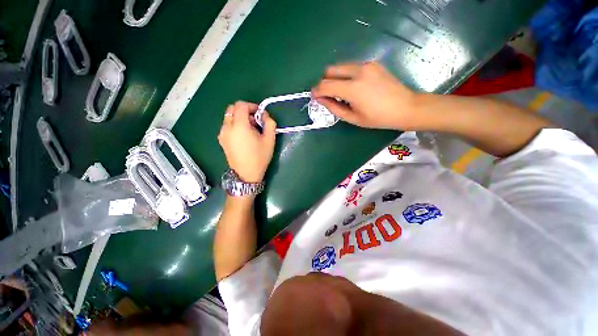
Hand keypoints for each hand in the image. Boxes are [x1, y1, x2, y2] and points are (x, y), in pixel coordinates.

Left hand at [218, 101, 276, 182]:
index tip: (259, 114)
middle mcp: (227, 127)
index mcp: (239, 126)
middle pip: (232, 108)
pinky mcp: (221, 140)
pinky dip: (235, 124)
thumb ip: (269, 123)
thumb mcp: (270, 140)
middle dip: (244, 110)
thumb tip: (264, 115)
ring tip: (250, 130)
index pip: (241, 105)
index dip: (251, 105)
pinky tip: (244, 136)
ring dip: (240, 118)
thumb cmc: (259, 158)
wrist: (246, 175)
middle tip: (255, 121)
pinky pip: (227, 125)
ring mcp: (222, 134)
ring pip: (229, 117)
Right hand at [311, 62, 418, 129]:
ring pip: (340, 66)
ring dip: (335, 78)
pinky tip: (353, 87)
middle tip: (326, 94)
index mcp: (353, 89)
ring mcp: (366, 65)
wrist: (405, 107)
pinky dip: (346, 75)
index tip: (314, 96)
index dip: (317, 91)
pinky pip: (351, 67)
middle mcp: (358, 71)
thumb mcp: (353, 118)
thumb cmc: (377, 118)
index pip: (326, 85)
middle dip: (324, 81)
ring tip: (340, 92)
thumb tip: (320, 99)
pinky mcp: (372, 63)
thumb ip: (334, 107)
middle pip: (330, 70)